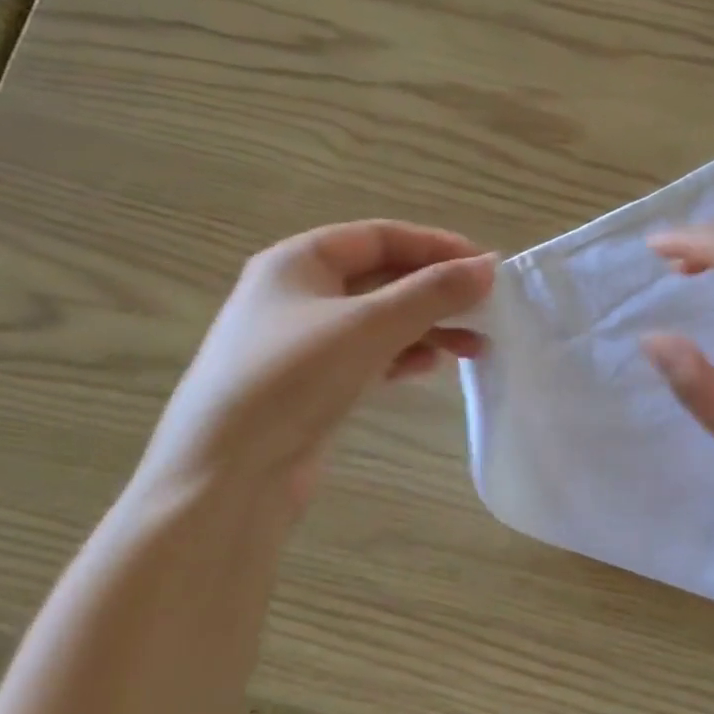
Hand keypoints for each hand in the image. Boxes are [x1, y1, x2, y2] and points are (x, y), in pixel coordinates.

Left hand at [133, 221, 493, 511]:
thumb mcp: (368, 326)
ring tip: (472, 348)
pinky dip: (400, 357)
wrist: (225, 476)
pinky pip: (366, 356)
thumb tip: (488, 268)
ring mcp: (300, 343)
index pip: (380, 236)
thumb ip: (432, 293)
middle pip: (381, 278)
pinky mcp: (308, 385)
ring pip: (377, 321)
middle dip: (435, 293)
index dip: (436, 246)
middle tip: (486, 311)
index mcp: (298, 261)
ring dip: (425, 328)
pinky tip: (429, 369)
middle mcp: (296, 294)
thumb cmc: (292, 380)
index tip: (486, 268)